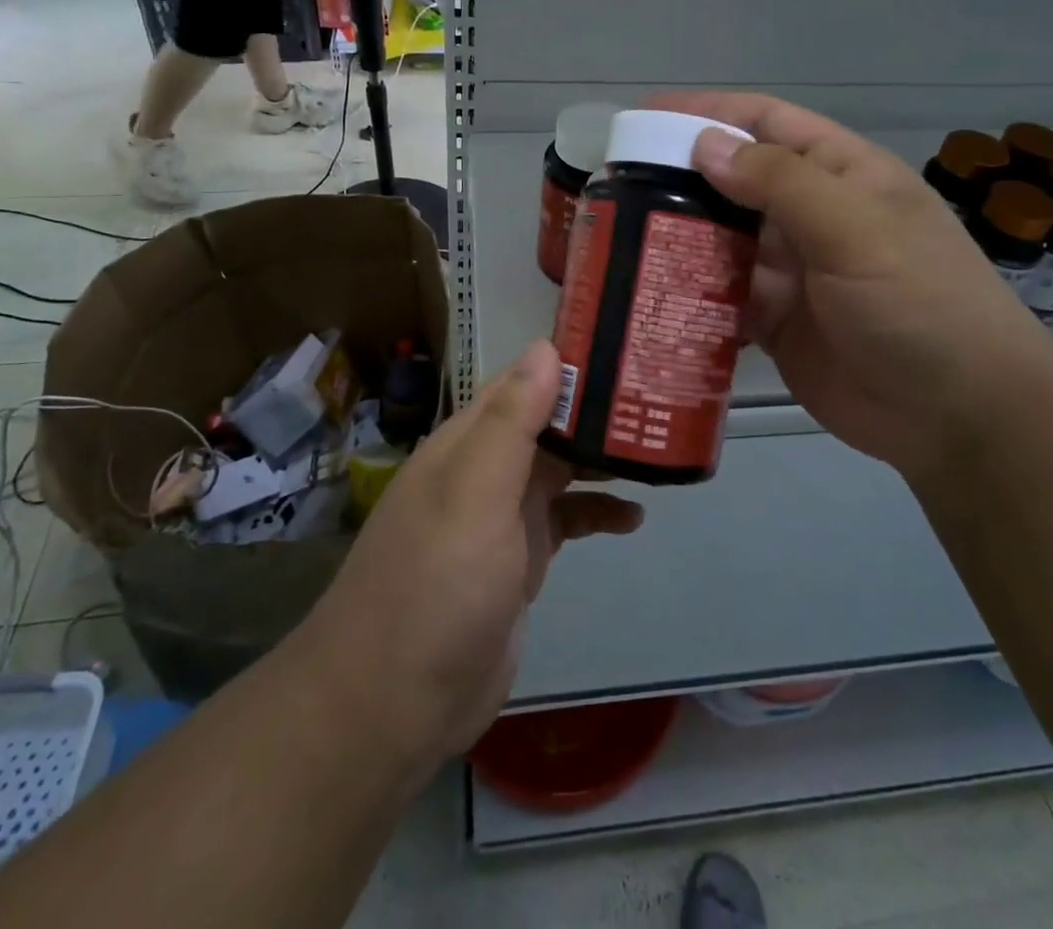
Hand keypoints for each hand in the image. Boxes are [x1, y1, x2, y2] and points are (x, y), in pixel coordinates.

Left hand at [298, 342, 642, 770]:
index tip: (627, 349)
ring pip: (560, 469)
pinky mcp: (518, 562)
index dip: (570, 363)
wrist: (392, 705)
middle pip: (547, 423)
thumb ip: (510, 421)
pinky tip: (633, 520)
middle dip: (597, 412)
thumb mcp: (475, 493)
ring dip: (602, 460)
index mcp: (467, 442)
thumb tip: (546, 347)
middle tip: (660, 400)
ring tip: (658, 451)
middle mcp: (484, 470)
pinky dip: (596, 513)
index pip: (522, 382)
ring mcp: (501, 517)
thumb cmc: (436, 586)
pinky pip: (565, 521)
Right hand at [655, 94, 1052, 479]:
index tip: (645, 116)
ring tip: (617, 238)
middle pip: (734, 182)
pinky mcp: (775, 321)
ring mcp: (791, 270)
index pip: (765, 122)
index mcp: (839, 174)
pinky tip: (649, 293)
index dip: (708, 112)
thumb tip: (705, 144)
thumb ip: (780, 183)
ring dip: (678, 237)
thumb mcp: (855, 229)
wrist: (959, 415)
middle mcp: (811, 214)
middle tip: (616, 188)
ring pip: (721, 240)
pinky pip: (722, 296)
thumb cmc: (917, 303)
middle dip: (680, 178)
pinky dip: (689, 293)